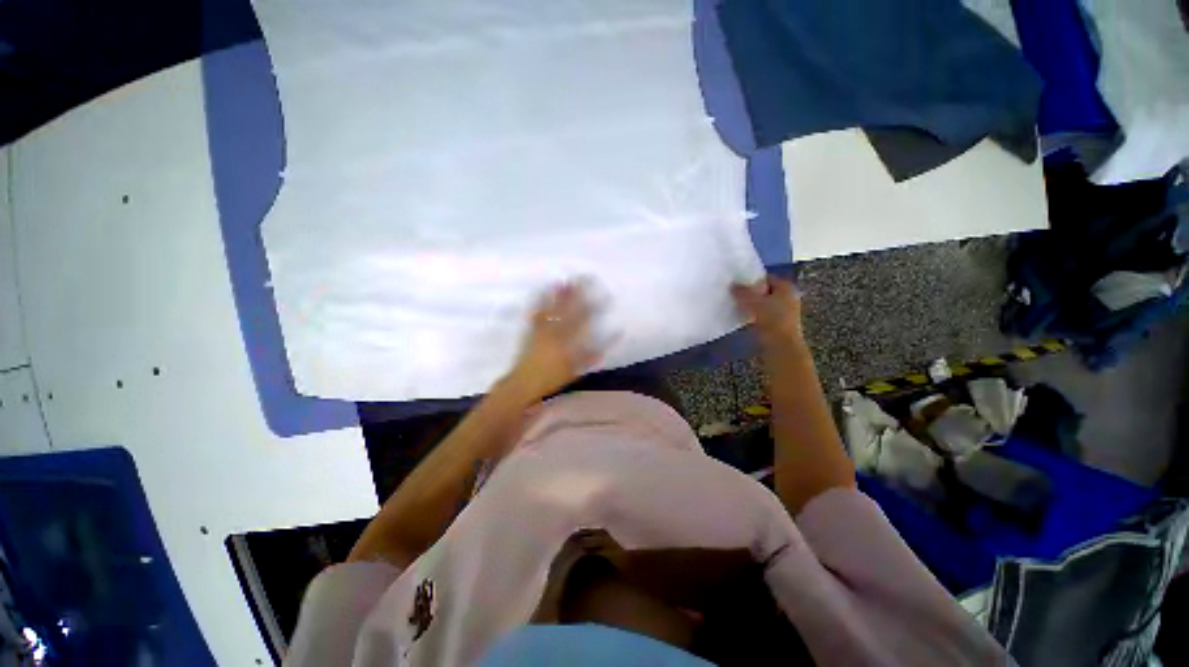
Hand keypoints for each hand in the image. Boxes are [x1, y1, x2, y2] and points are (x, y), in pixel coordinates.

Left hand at [505, 281, 605, 401]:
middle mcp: (554, 331)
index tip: (604, 295)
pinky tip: (541, 290)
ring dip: (558, 294)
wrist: (524, 382)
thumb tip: (607, 344)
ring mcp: (541, 329)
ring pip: (552, 308)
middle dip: (577, 293)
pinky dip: (539, 301)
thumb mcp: (575, 370)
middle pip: (568, 309)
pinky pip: (536, 313)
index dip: (595, 306)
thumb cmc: (551, 378)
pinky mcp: (530, 330)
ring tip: (564, 281)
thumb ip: (592, 356)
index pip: (584, 320)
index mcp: (567, 341)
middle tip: (584, 278)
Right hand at [731, 277, 804, 345]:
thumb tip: (732, 285)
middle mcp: (789, 297)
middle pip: (765, 291)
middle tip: (735, 294)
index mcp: (786, 287)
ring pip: (764, 304)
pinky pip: (764, 315)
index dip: (752, 279)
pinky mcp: (780, 324)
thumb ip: (742, 292)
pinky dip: (755, 315)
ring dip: (752, 305)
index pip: (766, 278)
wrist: (782, 346)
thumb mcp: (753, 302)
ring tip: (737, 305)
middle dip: (751, 293)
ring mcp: (785, 312)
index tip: (738, 283)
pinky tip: (743, 317)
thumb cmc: (772, 319)